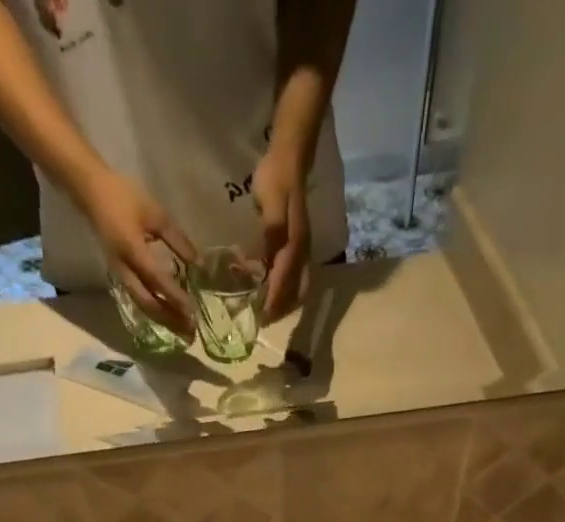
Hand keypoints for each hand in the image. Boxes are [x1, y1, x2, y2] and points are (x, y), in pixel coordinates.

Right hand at [77, 169, 196, 333]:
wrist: (91, 192)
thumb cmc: (124, 197)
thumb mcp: (156, 214)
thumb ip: (177, 240)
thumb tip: (198, 263)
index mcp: (133, 251)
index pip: (158, 281)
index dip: (176, 298)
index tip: (194, 312)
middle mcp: (125, 269)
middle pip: (149, 304)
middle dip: (170, 319)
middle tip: (191, 331)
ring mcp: (120, 275)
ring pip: (143, 306)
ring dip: (163, 319)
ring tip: (182, 329)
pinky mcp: (119, 277)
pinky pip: (138, 300)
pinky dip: (154, 311)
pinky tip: (167, 316)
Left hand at [252, 147, 310, 321]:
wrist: (290, 157)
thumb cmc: (276, 179)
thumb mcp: (270, 204)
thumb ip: (271, 232)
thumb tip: (267, 263)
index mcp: (294, 246)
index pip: (284, 282)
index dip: (273, 302)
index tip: (261, 318)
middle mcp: (302, 252)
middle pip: (295, 291)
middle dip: (281, 308)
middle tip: (263, 320)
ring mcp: (302, 249)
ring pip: (297, 286)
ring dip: (284, 301)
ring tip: (267, 311)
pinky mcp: (299, 245)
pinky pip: (295, 276)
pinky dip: (285, 289)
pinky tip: (272, 289)